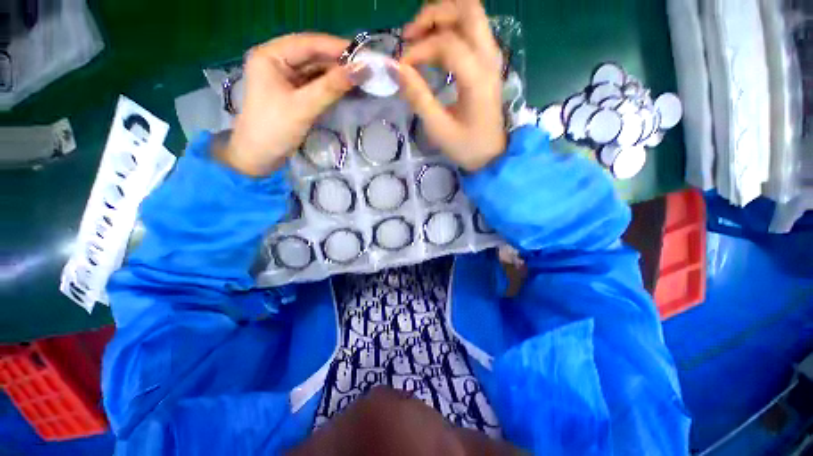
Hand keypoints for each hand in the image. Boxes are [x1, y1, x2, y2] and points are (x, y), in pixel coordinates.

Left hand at [216, 33, 370, 176]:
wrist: (259, 158)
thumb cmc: (274, 130)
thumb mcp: (304, 107)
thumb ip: (332, 87)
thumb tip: (362, 69)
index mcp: (270, 56)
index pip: (308, 43)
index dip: (336, 47)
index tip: (364, 54)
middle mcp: (277, 61)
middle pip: (312, 56)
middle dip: (338, 62)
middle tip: (366, 68)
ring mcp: (285, 78)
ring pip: (315, 70)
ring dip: (337, 75)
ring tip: (361, 78)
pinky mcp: (292, 94)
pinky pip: (315, 85)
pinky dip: (331, 87)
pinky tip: (347, 89)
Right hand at [392, 0, 505, 171]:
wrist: (492, 156)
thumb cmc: (466, 147)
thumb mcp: (439, 128)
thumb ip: (418, 97)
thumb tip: (396, 69)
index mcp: (477, 78)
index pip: (446, 44)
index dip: (419, 50)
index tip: (401, 67)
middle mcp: (489, 59)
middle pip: (467, 9)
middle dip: (434, 14)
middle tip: (410, 35)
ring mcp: (492, 59)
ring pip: (471, 16)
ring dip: (443, 19)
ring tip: (418, 38)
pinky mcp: (489, 64)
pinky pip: (472, 32)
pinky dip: (451, 31)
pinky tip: (435, 49)